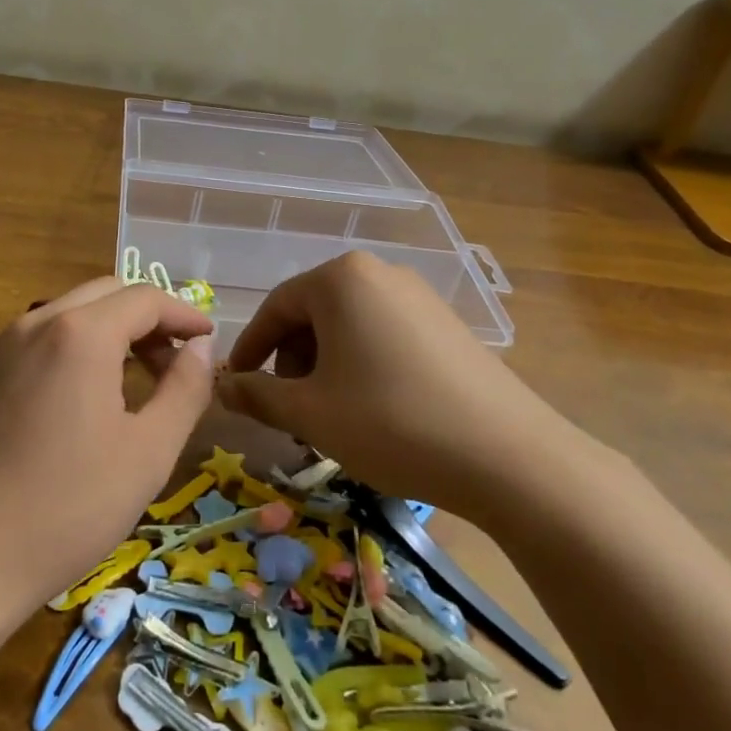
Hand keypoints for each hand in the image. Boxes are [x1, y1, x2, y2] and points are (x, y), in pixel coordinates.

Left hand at [0, 277, 216, 609]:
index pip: (145, 298)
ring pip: (68, 312)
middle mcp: (36, 322)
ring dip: (109, 330)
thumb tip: (201, 348)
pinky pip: (36, 338)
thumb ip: (185, 389)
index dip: (184, 314)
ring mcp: (0, 345)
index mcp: (81, 333)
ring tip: (133, 379)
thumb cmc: (69, 506)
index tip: (207, 341)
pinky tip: (79, 396)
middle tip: (173, 361)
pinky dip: (71, 346)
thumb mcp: (149, 452)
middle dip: (147, 317)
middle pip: (105, 294)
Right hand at [214, 252, 598, 523]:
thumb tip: (222, 386)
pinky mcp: (447, 324)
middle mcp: (380, 273)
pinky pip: (384, 334)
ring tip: (328, 414)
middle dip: (291, 360)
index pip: (276, 307)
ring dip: (326, 365)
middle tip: (288, 407)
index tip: (239, 385)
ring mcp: (420, 296)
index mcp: (340, 280)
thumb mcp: (310, 413)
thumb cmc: (390, 422)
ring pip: (349, 326)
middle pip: (313, 313)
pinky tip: (372, 408)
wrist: (508, 456)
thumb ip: (258, 395)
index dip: (251, 349)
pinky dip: (362, 364)